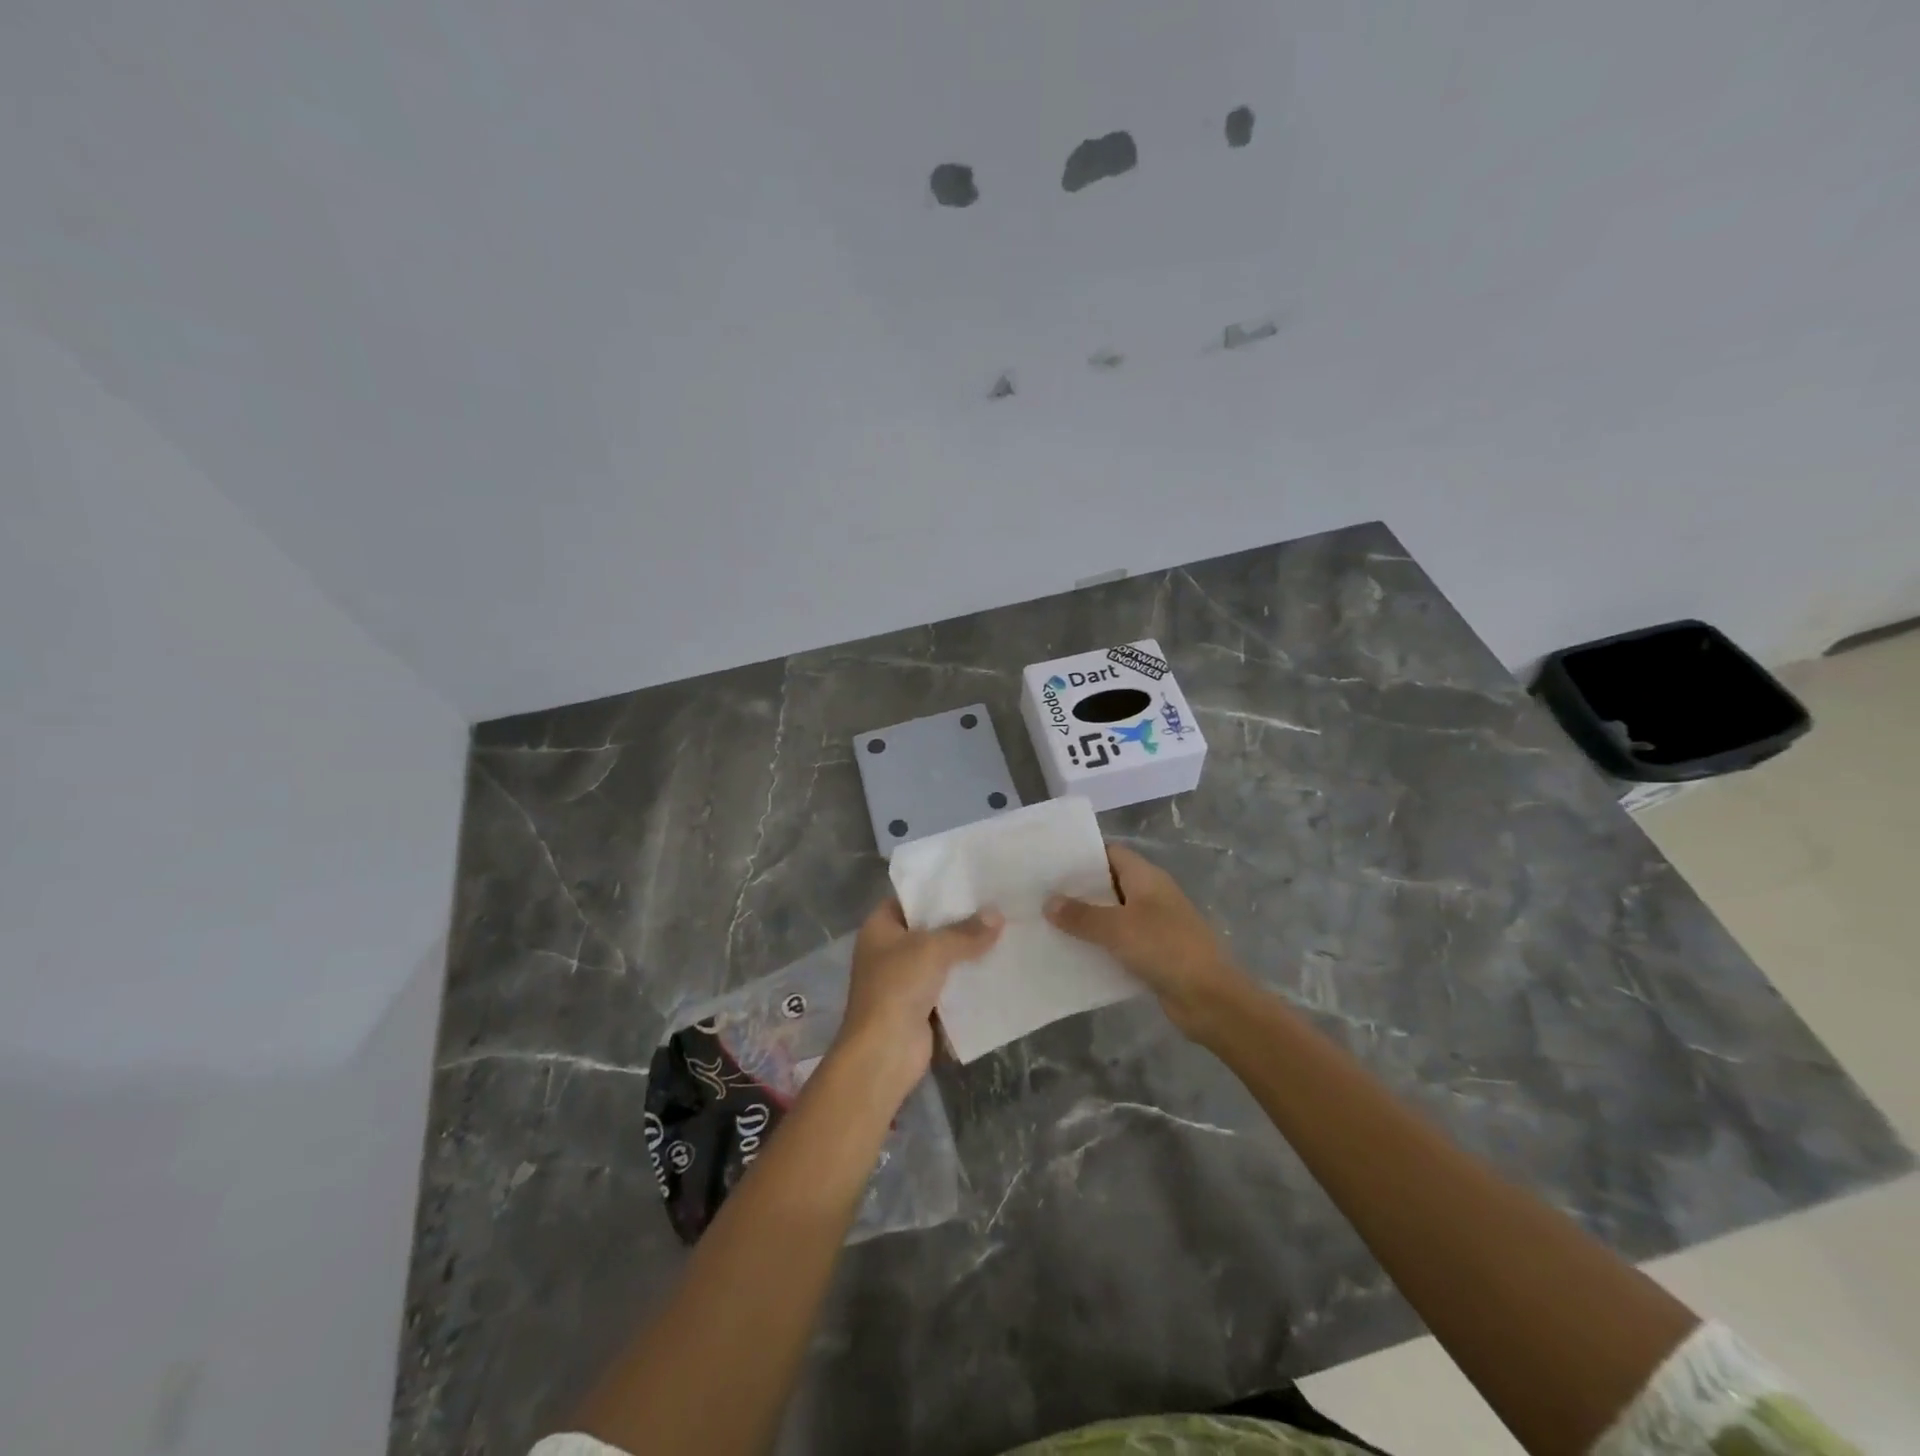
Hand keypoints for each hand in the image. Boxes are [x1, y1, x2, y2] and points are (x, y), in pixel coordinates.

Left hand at [835, 897, 1002, 1100]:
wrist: (884, 1052)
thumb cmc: (898, 987)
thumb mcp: (933, 949)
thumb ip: (966, 932)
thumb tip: (997, 915)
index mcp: (879, 928)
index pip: (909, 898)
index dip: (936, 890)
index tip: (969, 882)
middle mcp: (888, 950)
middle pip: (928, 928)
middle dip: (958, 921)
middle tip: (995, 906)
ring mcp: (903, 980)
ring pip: (940, 958)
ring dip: (966, 952)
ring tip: (1003, 932)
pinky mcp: (920, 1006)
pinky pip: (948, 985)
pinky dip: (967, 980)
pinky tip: (996, 968)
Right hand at [1046, 843, 1249, 1040]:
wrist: (1211, 998)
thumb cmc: (1165, 948)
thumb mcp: (1117, 928)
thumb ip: (1081, 915)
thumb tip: (1048, 902)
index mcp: (1147, 878)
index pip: (1110, 853)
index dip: (1082, 856)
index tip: (1050, 863)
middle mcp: (1151, 896)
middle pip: (1109, 884)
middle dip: (1078, 890)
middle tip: (1040, 895)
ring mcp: (1154, 925)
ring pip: (1113, 915)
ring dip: (1087, 920)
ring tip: (1048, 923)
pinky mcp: (1154, 954)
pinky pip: (1120, 943)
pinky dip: (1100, 946)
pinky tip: (1073, 954)